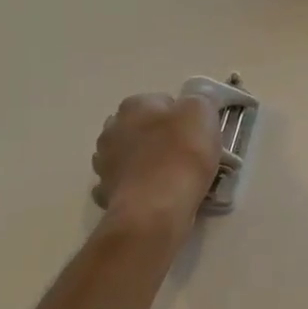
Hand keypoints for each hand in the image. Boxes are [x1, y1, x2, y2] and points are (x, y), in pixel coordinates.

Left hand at [90, 92, 221, 237]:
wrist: (157, 207)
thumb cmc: (182, 154)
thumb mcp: (203, 113)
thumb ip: (199, 101)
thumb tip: (192, 105)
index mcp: (135, 105)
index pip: (162, 102)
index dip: (183, 117)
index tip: (198, 134)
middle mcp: (112, 128)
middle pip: (142, 127)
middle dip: (160, 137)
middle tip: (187, 155)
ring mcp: (104, 162)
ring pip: (130, 155)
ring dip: (145, 162)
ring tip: (172, 178)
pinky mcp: (105, 192)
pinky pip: (125, 184)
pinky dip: (137, 187)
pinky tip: (154, 195)